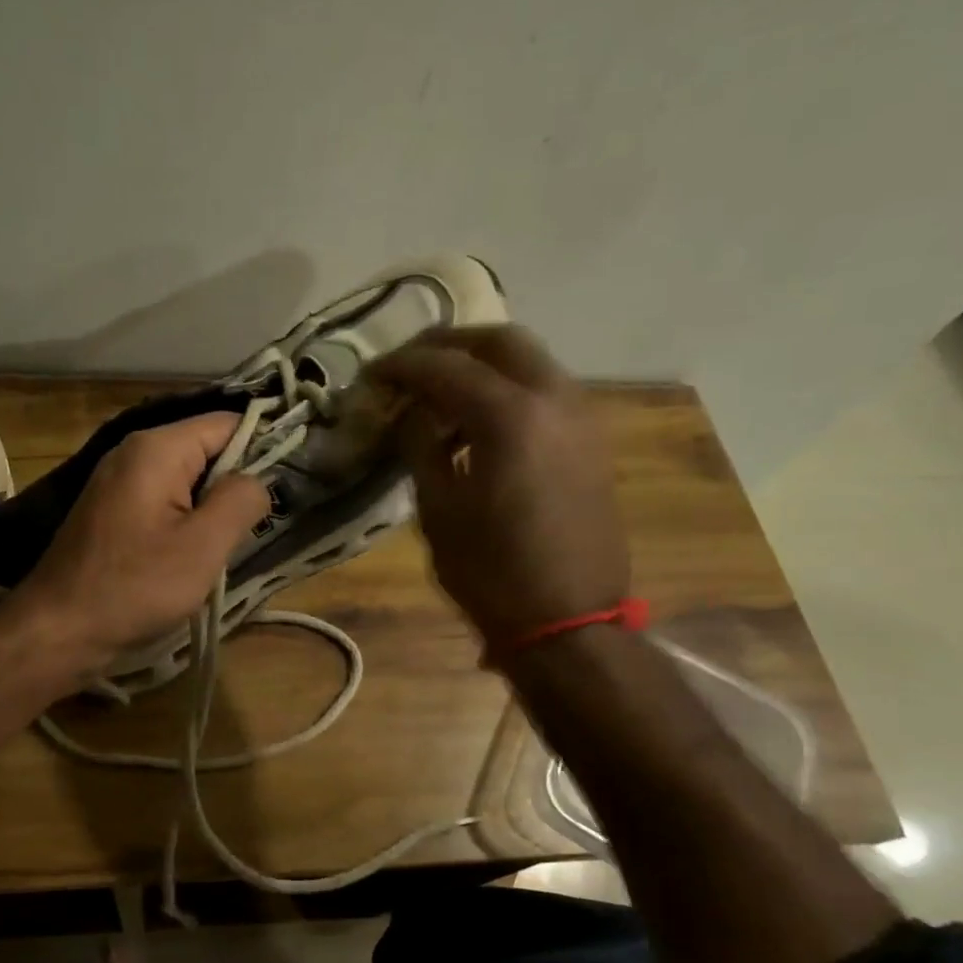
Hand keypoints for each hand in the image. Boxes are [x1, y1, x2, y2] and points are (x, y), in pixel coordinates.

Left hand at [13, 413, 270, 668]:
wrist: (58, 630)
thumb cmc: (135, 587)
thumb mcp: (203, 546)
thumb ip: (241, 500)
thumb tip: (259, 479)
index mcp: (157, 448)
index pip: (227, 423)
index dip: (263, 447)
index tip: (287, 486)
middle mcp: (134, 452)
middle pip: (206, 449)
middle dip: (235, 484)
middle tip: (255, 526)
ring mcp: (119, 481)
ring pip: (187, 479)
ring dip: (211, 509)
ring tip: (226, 546)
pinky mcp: (112, 510)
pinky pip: (164, 501)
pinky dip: (186, 521)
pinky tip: (192, 555)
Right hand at [370, 325, 628, 647]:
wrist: (567, 622)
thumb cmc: (490, 572)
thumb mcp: (437, 509)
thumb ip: (420, 446)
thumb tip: (410, 413)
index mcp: (511, 417)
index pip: (445, 366)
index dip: (401, 365)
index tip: (371, 374)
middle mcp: (554, 400)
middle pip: (499, 340)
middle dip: (448, 345)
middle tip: (408, 366)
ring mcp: (581, 418)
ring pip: (529, 361)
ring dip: (481, 364)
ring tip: (438, 393)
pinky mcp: (590, 441)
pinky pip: (545, 391)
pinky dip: (507, 389)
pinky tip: (477, 422)